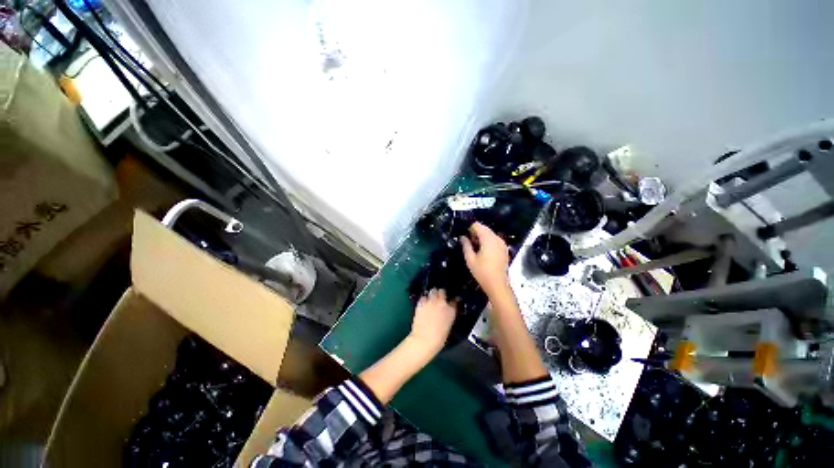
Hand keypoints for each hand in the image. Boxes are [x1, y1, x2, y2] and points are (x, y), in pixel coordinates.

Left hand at [409, 289, 456, 357]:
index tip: (449, 302)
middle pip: (442, 291)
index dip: (451, 301)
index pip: (454, 300)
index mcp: (451, 310)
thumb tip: (445, 312)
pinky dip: (424, 299)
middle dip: (440, 294)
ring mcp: (431, 301)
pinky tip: (423, 304)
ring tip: (431, 299)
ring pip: (433, 291)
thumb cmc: (438, 338)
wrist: (424, 340)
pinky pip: (423, 297)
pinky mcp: (421, 302)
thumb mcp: (448, 326)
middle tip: (438, 299)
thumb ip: (448, 315)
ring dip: (432, 294)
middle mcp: (442, 303)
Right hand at [460, 222, 509, 296]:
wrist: (498, 285)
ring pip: (490, 234)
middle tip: (469, 244)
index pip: (478, 226)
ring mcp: (502, 243)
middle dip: (476, 233)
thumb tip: (462, 237)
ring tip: (476, 249)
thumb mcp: (470, 259)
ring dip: (482, 237)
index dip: (470, 229)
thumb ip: (466, 245)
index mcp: (488, 239)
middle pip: (485, 228)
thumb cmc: (482, 272)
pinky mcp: (504, 249)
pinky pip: (494, 240)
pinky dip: (488, 242)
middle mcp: (497, 238)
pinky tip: (484, 252)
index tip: (465, 238)